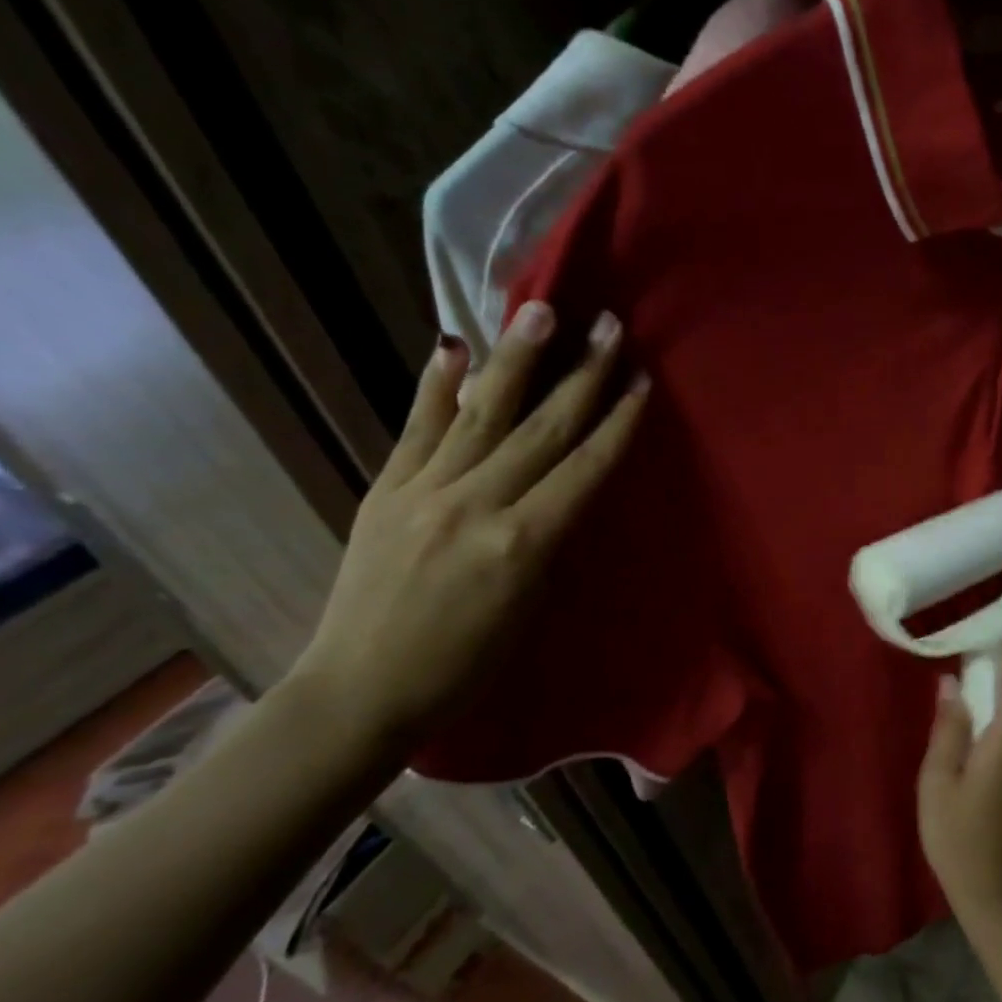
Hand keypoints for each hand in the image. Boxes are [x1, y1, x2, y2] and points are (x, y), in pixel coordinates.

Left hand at [288, 301, 647, 740]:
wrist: (361, 691)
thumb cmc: (465, 668)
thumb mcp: (530, 608)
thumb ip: (548, 540)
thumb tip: (564, 485)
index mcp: (523, 544)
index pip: (583, 468)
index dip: (617, 422)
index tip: (641, 381)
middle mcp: (476, 505)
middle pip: (542, 430)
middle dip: (582, 375)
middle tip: (608, 326)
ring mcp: (424, 492)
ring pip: (482, 414)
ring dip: (517, 360)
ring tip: (540, 310)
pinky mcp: (384, 491)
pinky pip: (416, 430)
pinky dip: (435, 387)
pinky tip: (451, 346)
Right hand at [916, 643, 1001, 926]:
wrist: (997, 898)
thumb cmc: (959, 837)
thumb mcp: (938, 781)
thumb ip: (948, 728)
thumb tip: (952, 682)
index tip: (990, 638)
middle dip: (999, 674)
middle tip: (961, 667)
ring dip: (997, 702)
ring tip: (959, 702)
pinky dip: (999, 726)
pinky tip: (970, 741)